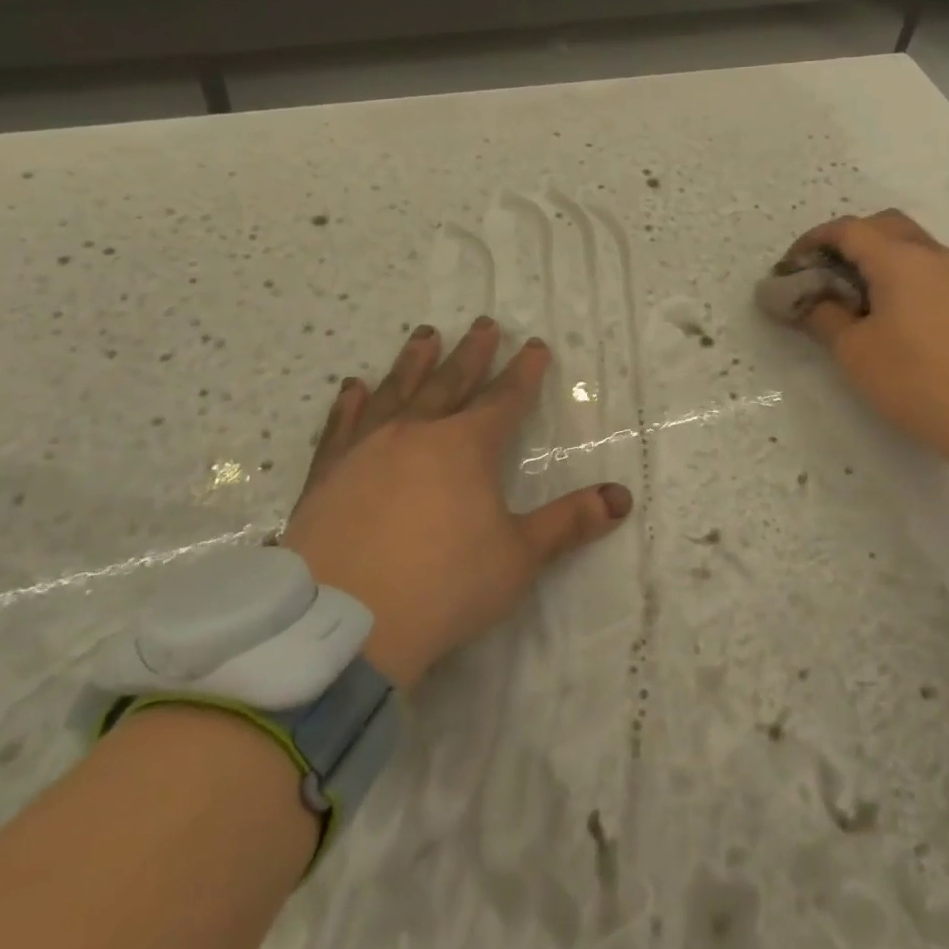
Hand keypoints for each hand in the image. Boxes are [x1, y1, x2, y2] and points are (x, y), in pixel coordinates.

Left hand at [281, 319, 632, 687]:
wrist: (342, 625)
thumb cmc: (444, 585)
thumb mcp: (519, 556)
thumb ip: (569, 523)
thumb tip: (622, 498)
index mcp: (466, 447)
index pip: (504, 398)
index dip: (524, 372)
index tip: (535, 345)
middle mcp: (416, 434)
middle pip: (450, 382)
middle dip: (472, 353)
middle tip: (483, 323)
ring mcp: (366, 451)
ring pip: (396, 393)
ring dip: (413, 362)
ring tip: (425, 335)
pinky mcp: (327, 476)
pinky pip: (341, 428)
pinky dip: (349, 404)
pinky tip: (354, 387)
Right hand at [770, 211, 948, 475]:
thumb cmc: (913, 380)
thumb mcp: (853, 351)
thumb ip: (822, 315)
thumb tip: (805, 299)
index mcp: (899, 259)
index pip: (847, 229)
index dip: (812, 242)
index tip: (790, 268)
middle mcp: (932, 254)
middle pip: (882, 225)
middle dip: (846, 240)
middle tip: (823, 273)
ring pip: (909, 243)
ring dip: (876, 255)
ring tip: (852, 293)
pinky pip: (928, 266)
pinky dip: (900, 272)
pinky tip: (888, 309)